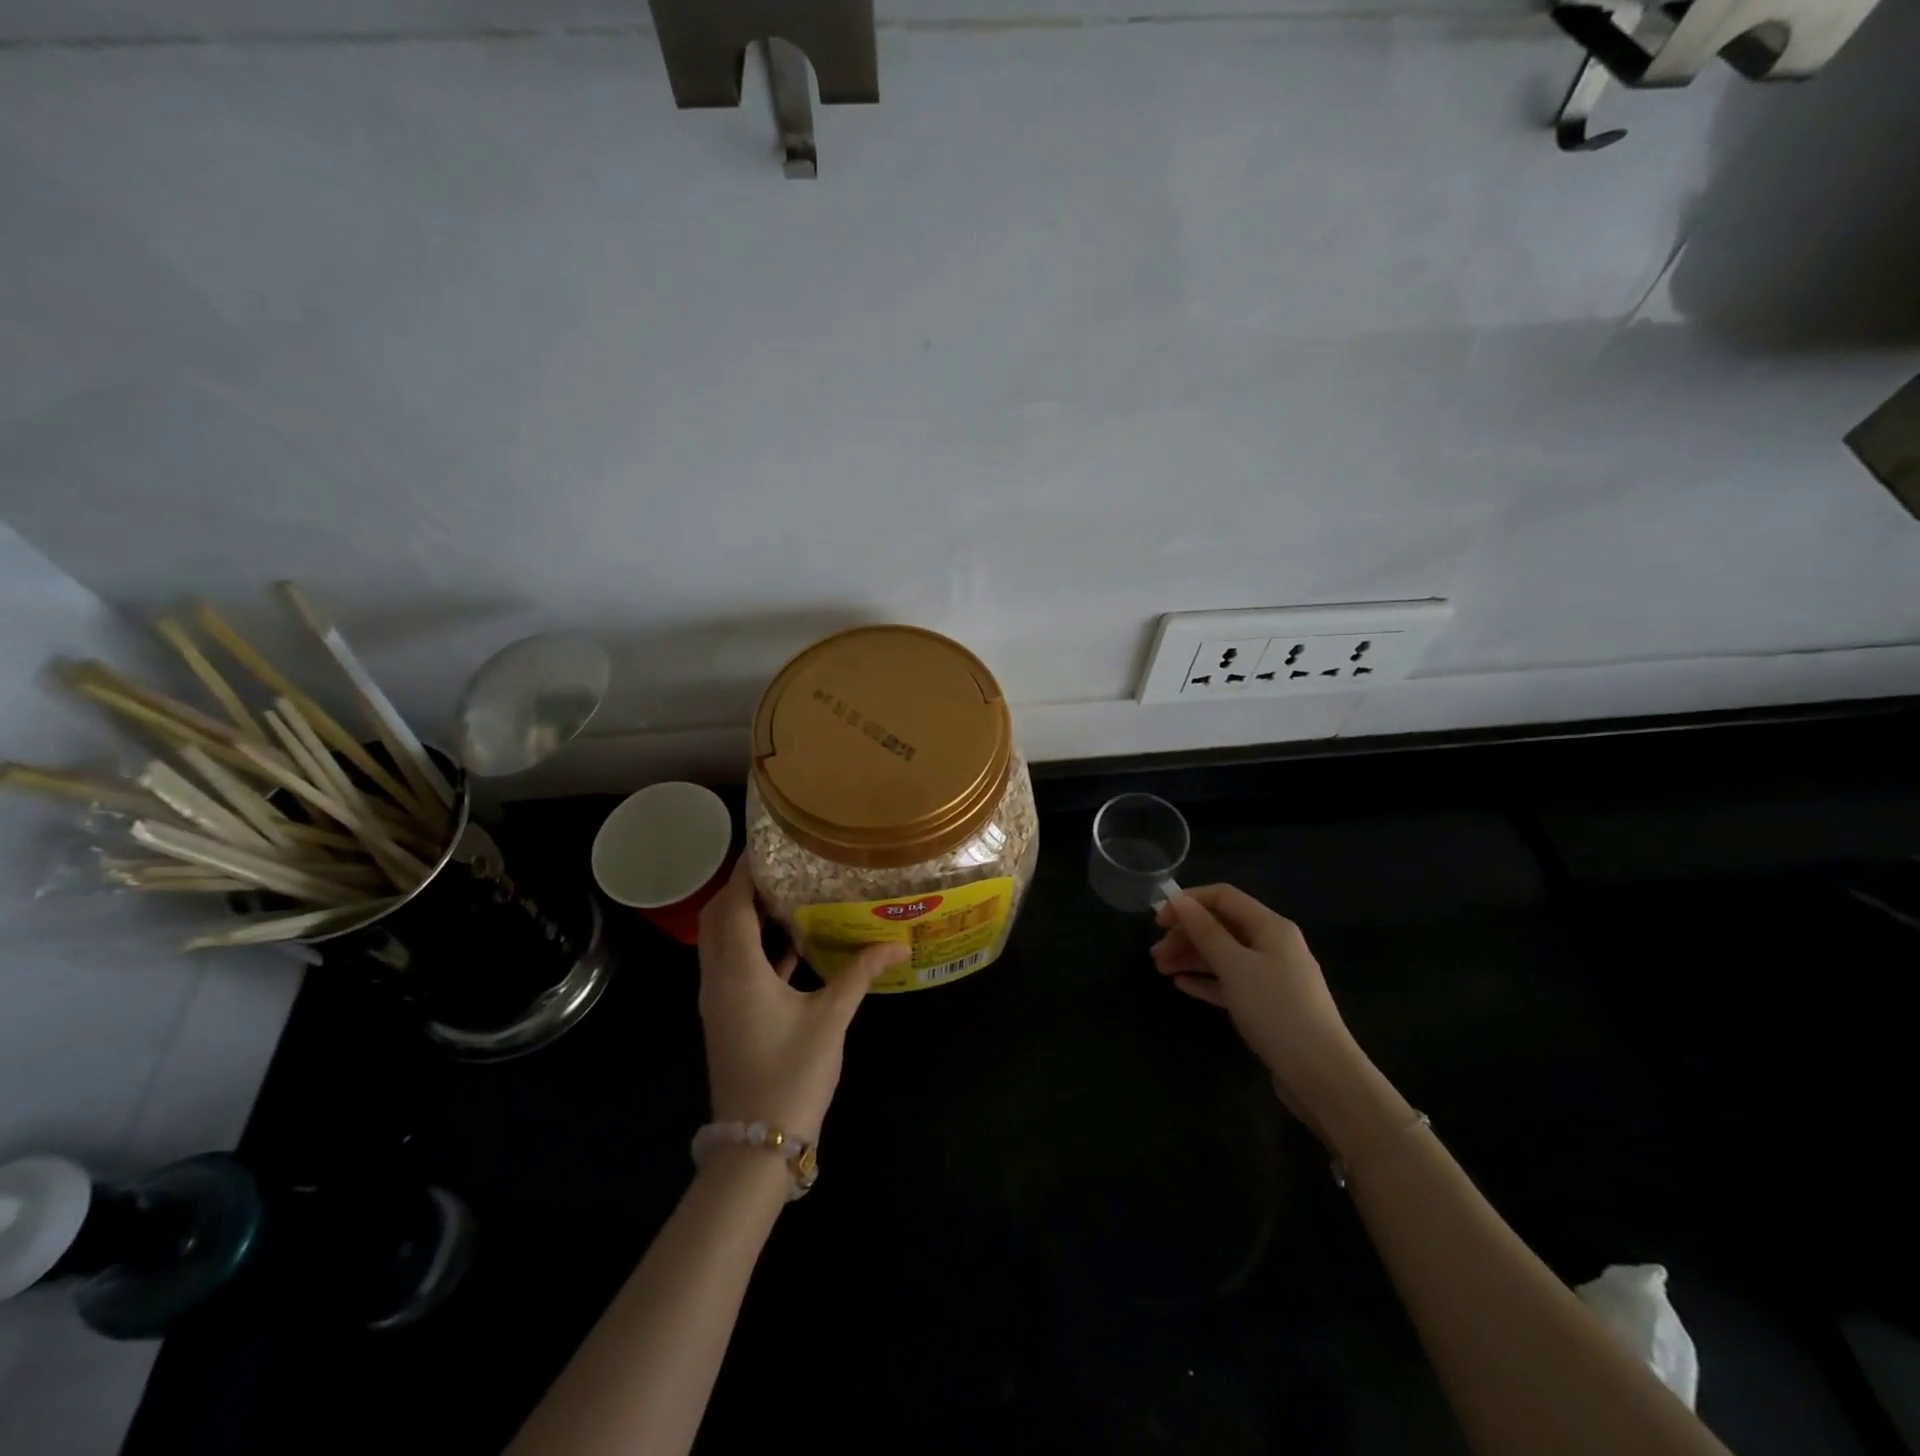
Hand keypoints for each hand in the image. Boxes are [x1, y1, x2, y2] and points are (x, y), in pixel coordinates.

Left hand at [697, 859, 907, 1141]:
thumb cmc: (791, 1074)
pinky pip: (735, 967)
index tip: (767, 846)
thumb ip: (860, 974)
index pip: (733, 906)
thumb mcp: (831, 1018)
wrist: (756, 1145)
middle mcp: (719, 979)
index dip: (745, 873)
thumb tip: (898, 943)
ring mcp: (720, 1001)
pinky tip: (792, 945)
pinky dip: (755, 947)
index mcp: (738, 971)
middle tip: (780, 867)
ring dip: (746, 917)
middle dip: (742, 889)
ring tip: (787, 895)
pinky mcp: (728, 1017)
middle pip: (719, 919)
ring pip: (723, 943)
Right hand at [1151, 884, 1364, 1125]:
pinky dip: (1206, 980)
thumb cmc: (1276, 1010)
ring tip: (1161, 970)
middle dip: (1186, 934)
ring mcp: (1272, 976)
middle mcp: (1273, 945)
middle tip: (1155, 954)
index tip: (1158, 920)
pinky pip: (1231, 981)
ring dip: (1192, 957)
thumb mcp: (1235, 966)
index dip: (1189, 902)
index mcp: (1270, 927)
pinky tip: (1182, 986)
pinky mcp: (1268, 1004)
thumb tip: (1180, 901)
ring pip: (1224, 955)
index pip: (1224, 897)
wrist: (1322, 1075)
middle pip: (1222, 926)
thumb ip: (1206, 931)